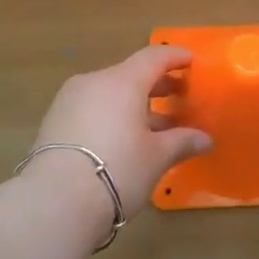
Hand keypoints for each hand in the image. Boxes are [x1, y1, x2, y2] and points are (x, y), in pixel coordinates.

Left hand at [28, 45, 213, 220]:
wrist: (55, 201)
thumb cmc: (118, 169)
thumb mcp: (156, 157)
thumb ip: (182, 142)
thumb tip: (205, 139)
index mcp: (122, 81)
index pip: (153, 57)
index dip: (175, 57)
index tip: (191, 61)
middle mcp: (93, 82)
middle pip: (130, 75)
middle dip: (156, 85)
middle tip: (178, 97)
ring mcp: (69, 101)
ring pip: (109, 93)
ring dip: (134, 105)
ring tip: (155, 128)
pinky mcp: (54, 122)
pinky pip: (91, 109)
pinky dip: (111, 116)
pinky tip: (123, 140)